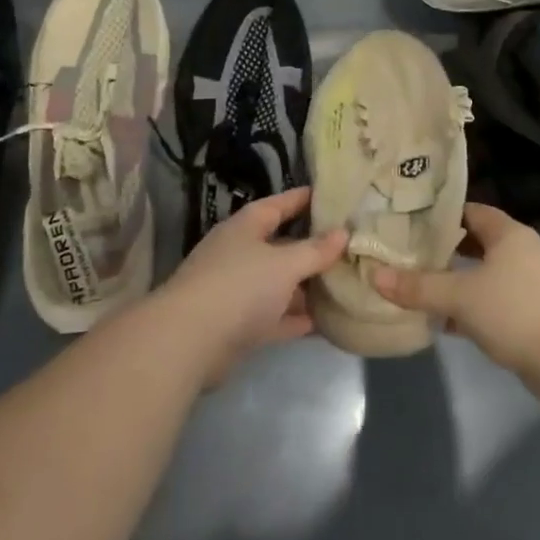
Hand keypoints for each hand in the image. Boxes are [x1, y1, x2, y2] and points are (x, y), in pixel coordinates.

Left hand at [155, 187, 346, 385]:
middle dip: (313, 247)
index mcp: (247, 227)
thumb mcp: (285, 264)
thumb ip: (315, 250)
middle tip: (351, 245)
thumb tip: (343, 232)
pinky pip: (275, 316)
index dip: (305, 199)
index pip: (280, 204)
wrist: (188, 342)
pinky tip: (326, 321)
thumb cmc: (239, 286)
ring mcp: (238, 290)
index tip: (335, 197)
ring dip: (307, 286)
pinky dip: (297, 318)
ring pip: (280, 283)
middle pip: (282, 245)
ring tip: (346, 283)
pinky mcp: (238, 325)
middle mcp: (240, 253)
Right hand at [370, 202, 539, 381]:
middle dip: (442, 248)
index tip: (408, 222)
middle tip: (406, 253)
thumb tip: (375, 275)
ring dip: (454, 280)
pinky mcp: (530, 312)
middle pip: (474, 241)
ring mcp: (528, 282)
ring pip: (481, 273)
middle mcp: (520, 251)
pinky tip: (443, 321)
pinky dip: (469, 306)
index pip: (468, 211)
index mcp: (507, 233)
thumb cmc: (515, 311)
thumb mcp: (460, 296)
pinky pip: (491, 300)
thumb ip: (418, 287)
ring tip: (418, 285)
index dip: (439, 215)